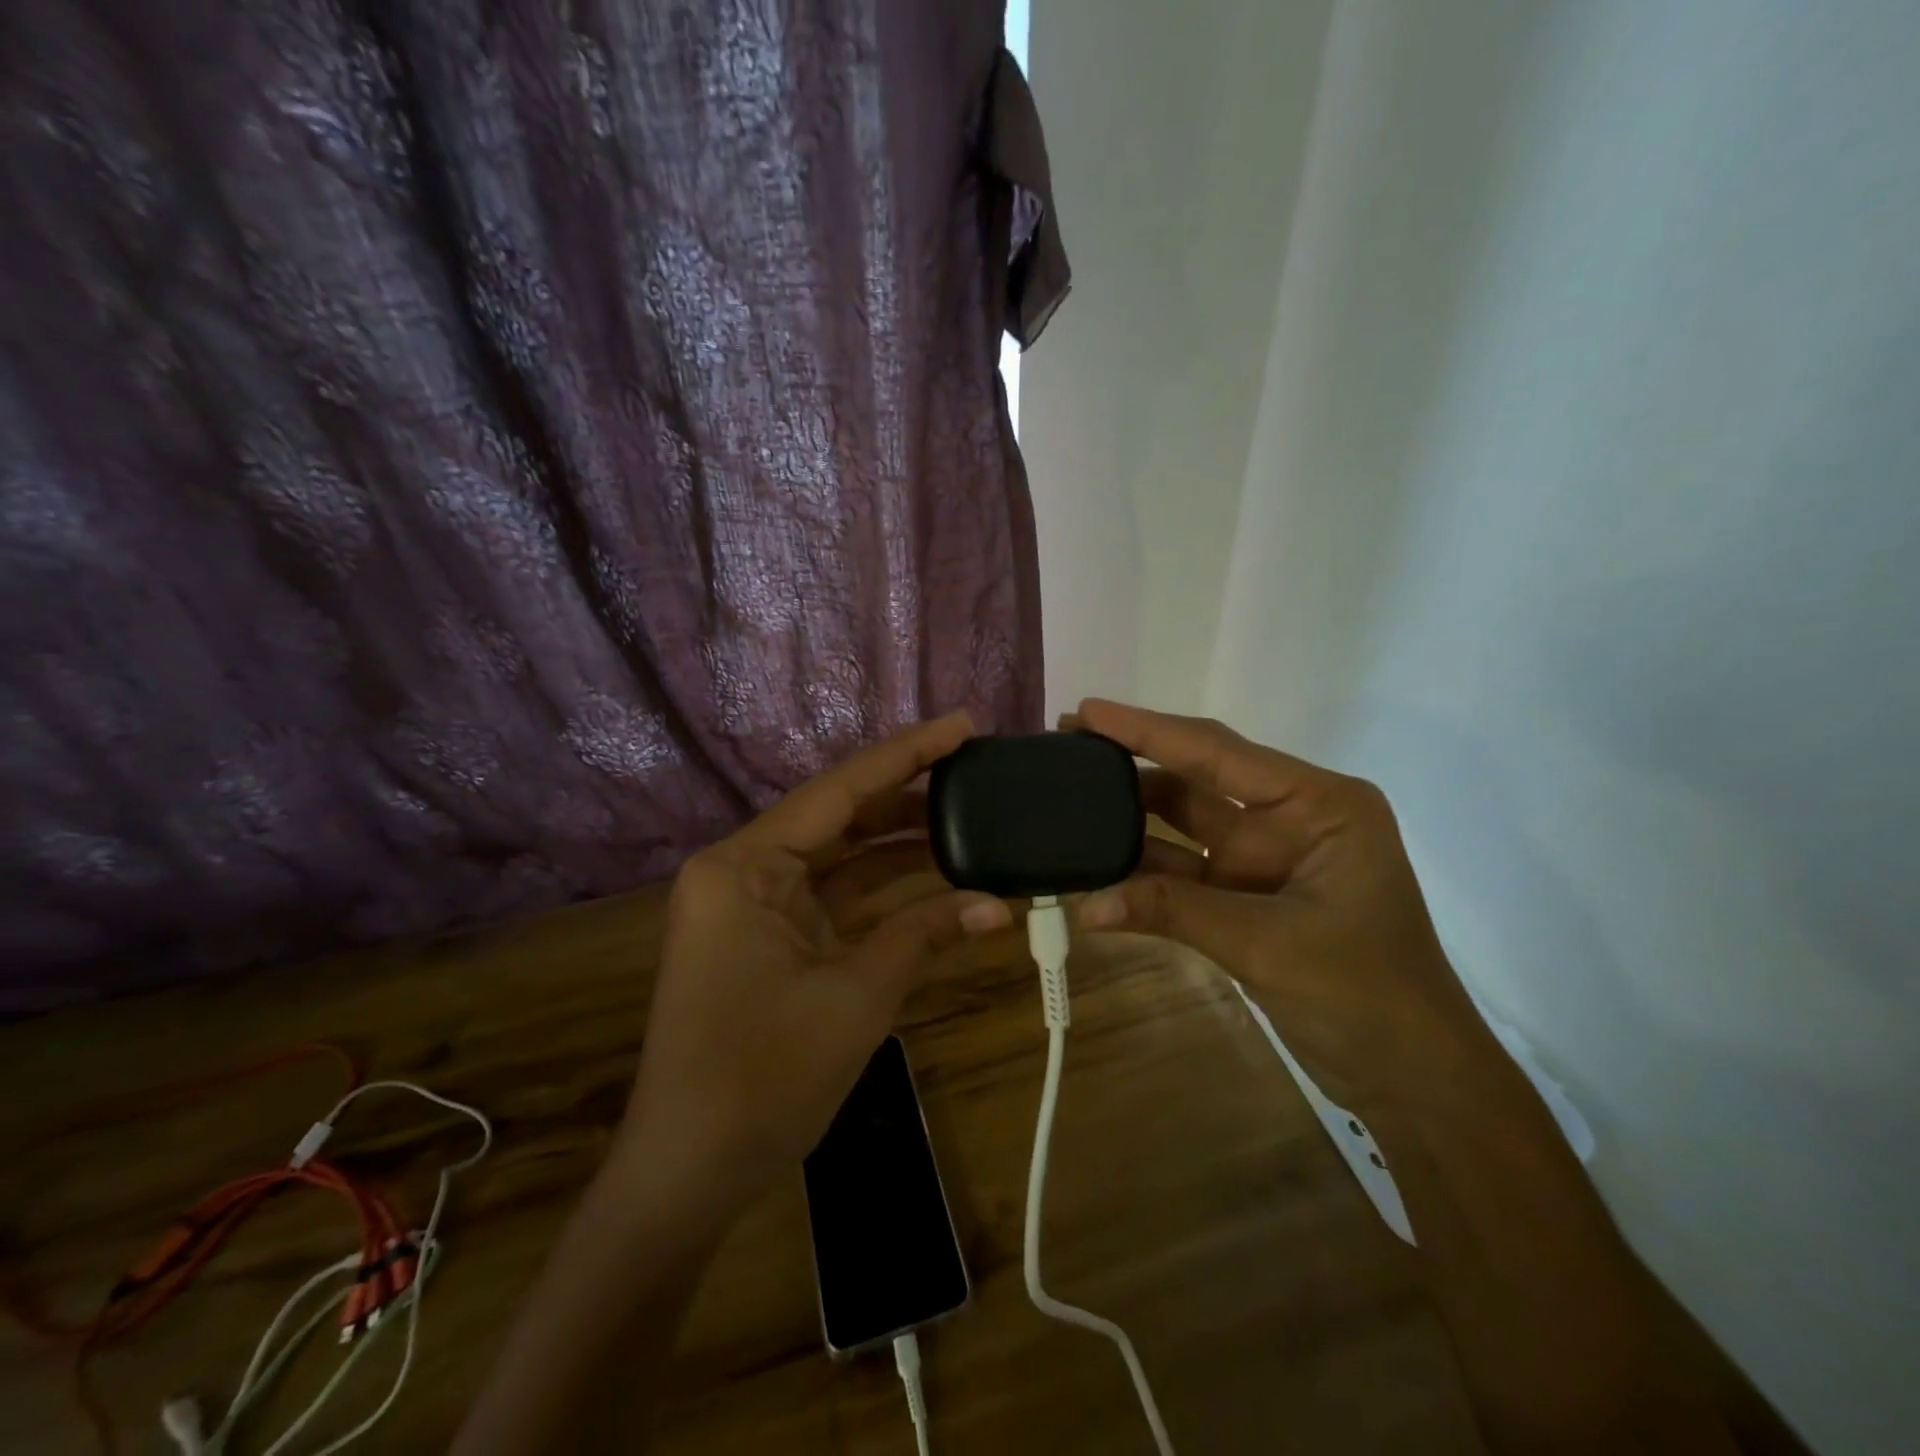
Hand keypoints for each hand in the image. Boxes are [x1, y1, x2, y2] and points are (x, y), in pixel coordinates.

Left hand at [615, 712, 1011, 1203]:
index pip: (840, 791)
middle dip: (909, 798)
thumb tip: (995, 905)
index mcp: (745, 867)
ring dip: (902, 847)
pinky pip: (836, 899)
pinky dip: (885, 894)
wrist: (691, 1173)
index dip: (907, 755)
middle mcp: (745, 871)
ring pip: (842, 859)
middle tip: (977, 773)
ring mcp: (756, 907)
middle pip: (841, 818)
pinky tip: (939, 880)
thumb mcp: (856, 996)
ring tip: (971, 819)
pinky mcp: (772, 940)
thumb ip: (924, 935)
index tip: (962, 725)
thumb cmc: (763, 1077)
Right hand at [1068, 699, 1495, 1111]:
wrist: (1412, 1079)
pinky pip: (1182, 872)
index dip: (1147, 730)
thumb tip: (1084, 906)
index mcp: (1317, 804)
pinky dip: (1141, 872)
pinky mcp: (1245, 898)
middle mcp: (1288, 818)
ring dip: (1129, 817)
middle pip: (1196, 779)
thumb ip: (1174, 912)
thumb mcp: (1267, 944)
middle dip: (1132, 762)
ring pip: (1183, 825)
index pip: (1218, 752)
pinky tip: (1094, 867)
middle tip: (1065, 744)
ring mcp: (1264, 859)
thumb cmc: (1368, 995)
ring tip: (1066, 798)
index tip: (1087, 710)